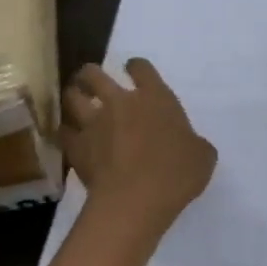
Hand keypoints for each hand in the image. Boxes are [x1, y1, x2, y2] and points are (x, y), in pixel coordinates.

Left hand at [62, 58, 216, 230]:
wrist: (136, 199)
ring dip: (73, 96)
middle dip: (90, 74)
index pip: (141, 68)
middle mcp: (120, 102)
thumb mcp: (202, 157)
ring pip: (72, 97)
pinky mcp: (77, 147)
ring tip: (74, 100)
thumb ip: (195, 144)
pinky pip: (64, 132)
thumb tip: (192, 146)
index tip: (134, 70)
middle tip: (91, 80)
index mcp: (155, 98)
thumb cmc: (176, 174)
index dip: (136, 67)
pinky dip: (66, 132)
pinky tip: (69, 136)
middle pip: (94, 74)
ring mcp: (94, 123)